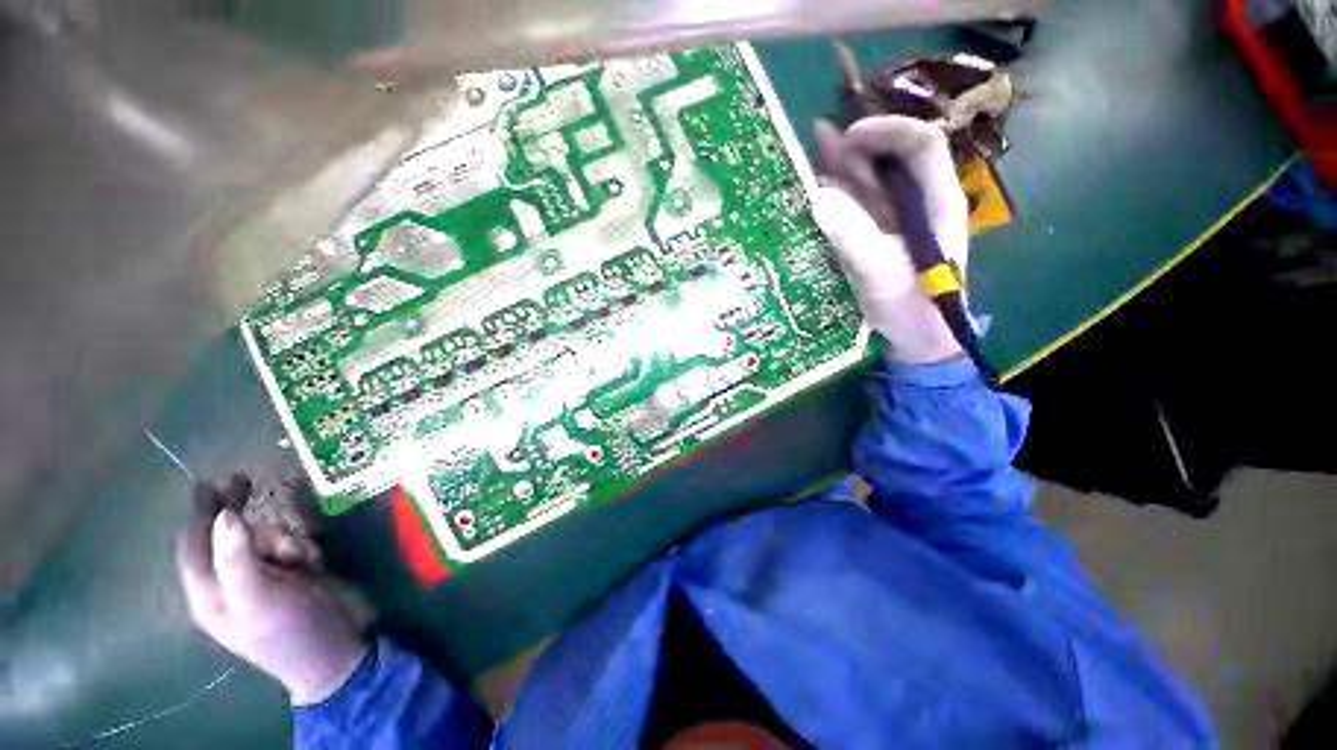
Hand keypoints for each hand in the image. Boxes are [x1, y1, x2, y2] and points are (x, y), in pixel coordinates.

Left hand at [176, 476, 370, 705]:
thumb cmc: (289, 631)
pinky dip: (303, 545)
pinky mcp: (297, 574)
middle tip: (246, 480)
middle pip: (230, 536)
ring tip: (302, 556)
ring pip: (267, 537)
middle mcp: (233, 582)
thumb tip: (223, 515)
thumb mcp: (259, 598)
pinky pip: (293, 545)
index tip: (209, 482)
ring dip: (284, 538)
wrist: (337, 651)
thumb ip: (237, 558)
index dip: (199, 514)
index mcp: (211, 593)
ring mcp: (267, 578)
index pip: (195, 546)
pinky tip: (315, 560)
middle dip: (243, 518)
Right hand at [813, 116, 968, 363]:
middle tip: (818, 139)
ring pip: (870, 185)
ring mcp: (895, 224)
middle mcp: (917, 204)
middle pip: (890, 162)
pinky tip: (813, 195)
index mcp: (936, 202)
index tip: (849, 138)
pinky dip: (835, 200)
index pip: (921, 146)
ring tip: (810, 156)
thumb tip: (817, 197)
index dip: (887, 131)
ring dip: (841, 170)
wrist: (916, 341)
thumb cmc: (911, 308)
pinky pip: (856, 212)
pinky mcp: (877, 241)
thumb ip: (853, 236)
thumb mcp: (881, 273)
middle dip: (856, 147)